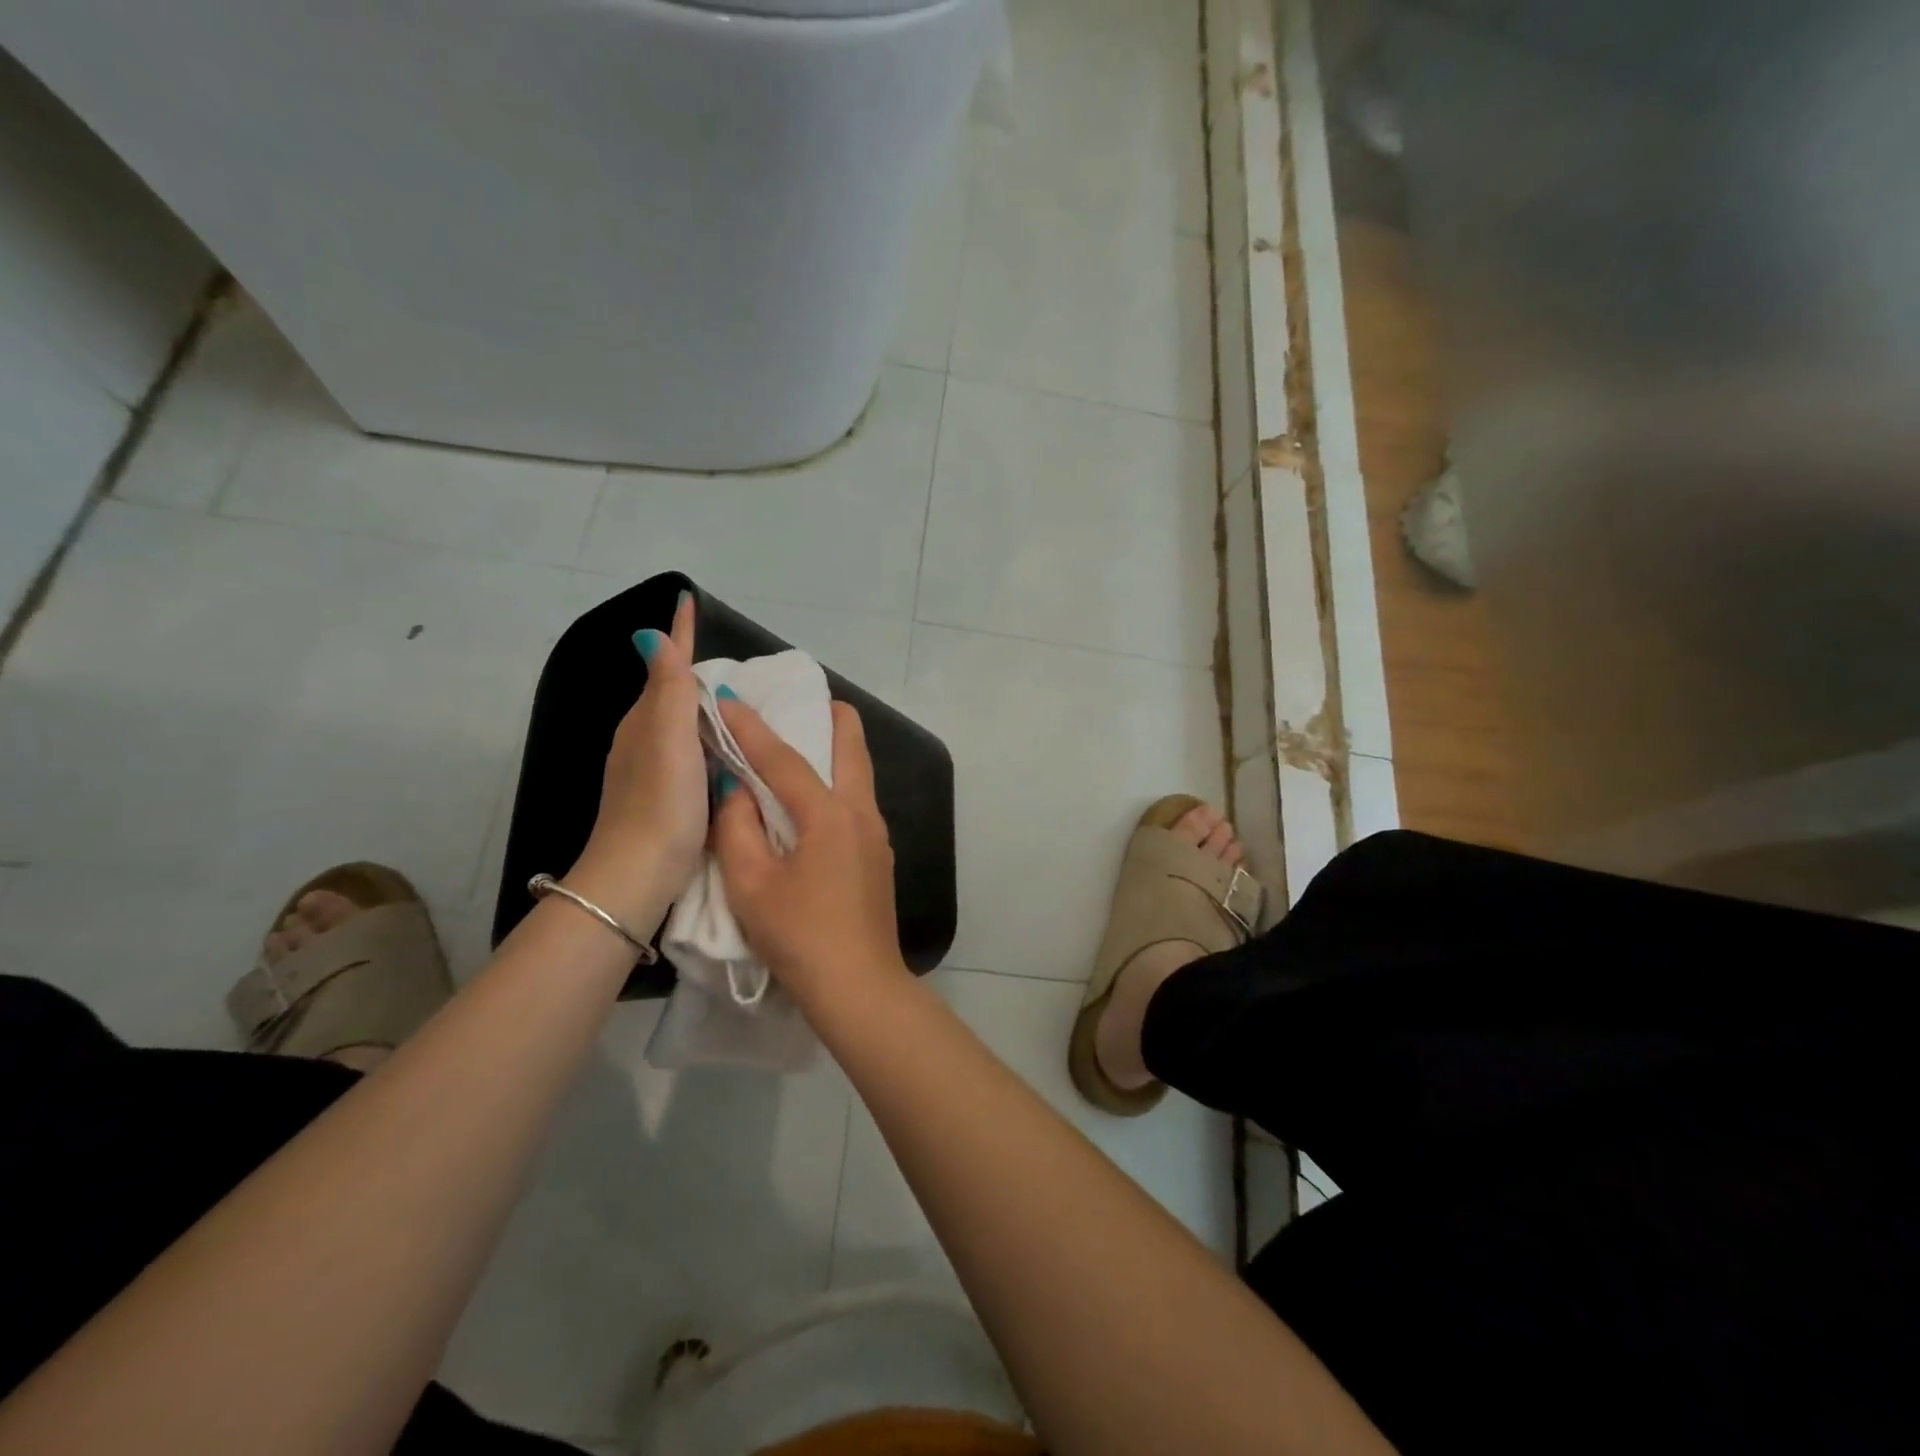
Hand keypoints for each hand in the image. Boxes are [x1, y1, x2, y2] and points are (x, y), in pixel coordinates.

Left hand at [567, 592, 706, 932]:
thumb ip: (668, 691)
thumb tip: (649, 634)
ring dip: (701, 704)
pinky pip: (687, 751)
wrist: (638, 877)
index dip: (679, 634)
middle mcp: (643, 739)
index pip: (665, 665)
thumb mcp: (669, 742)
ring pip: (679, 722)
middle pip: (669, 690)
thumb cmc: (661, 806)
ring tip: (734, 697)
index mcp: (646, 721)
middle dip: (691, 666)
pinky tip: (724, 749)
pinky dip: (705, 737)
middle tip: (726, 652)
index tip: (687, 599)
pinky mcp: (664, 797)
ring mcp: (650, 770)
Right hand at [711, 697, 906, 1006]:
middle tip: (805, 699)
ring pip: (859, 775)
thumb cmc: (800, 936)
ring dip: (835, 751)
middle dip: (830, 717)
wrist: (859, 987)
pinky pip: (856, 803)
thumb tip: (736, 789)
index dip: (751, 727)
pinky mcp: (878, 857)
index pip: (784, 758)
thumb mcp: (751, 884)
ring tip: (806, 741)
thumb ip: (737, 828)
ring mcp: (877, 836)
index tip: (726, 698)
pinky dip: (837, 784)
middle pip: (852, 748)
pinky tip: (814, 800)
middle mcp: (861, 813)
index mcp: (829, 814)